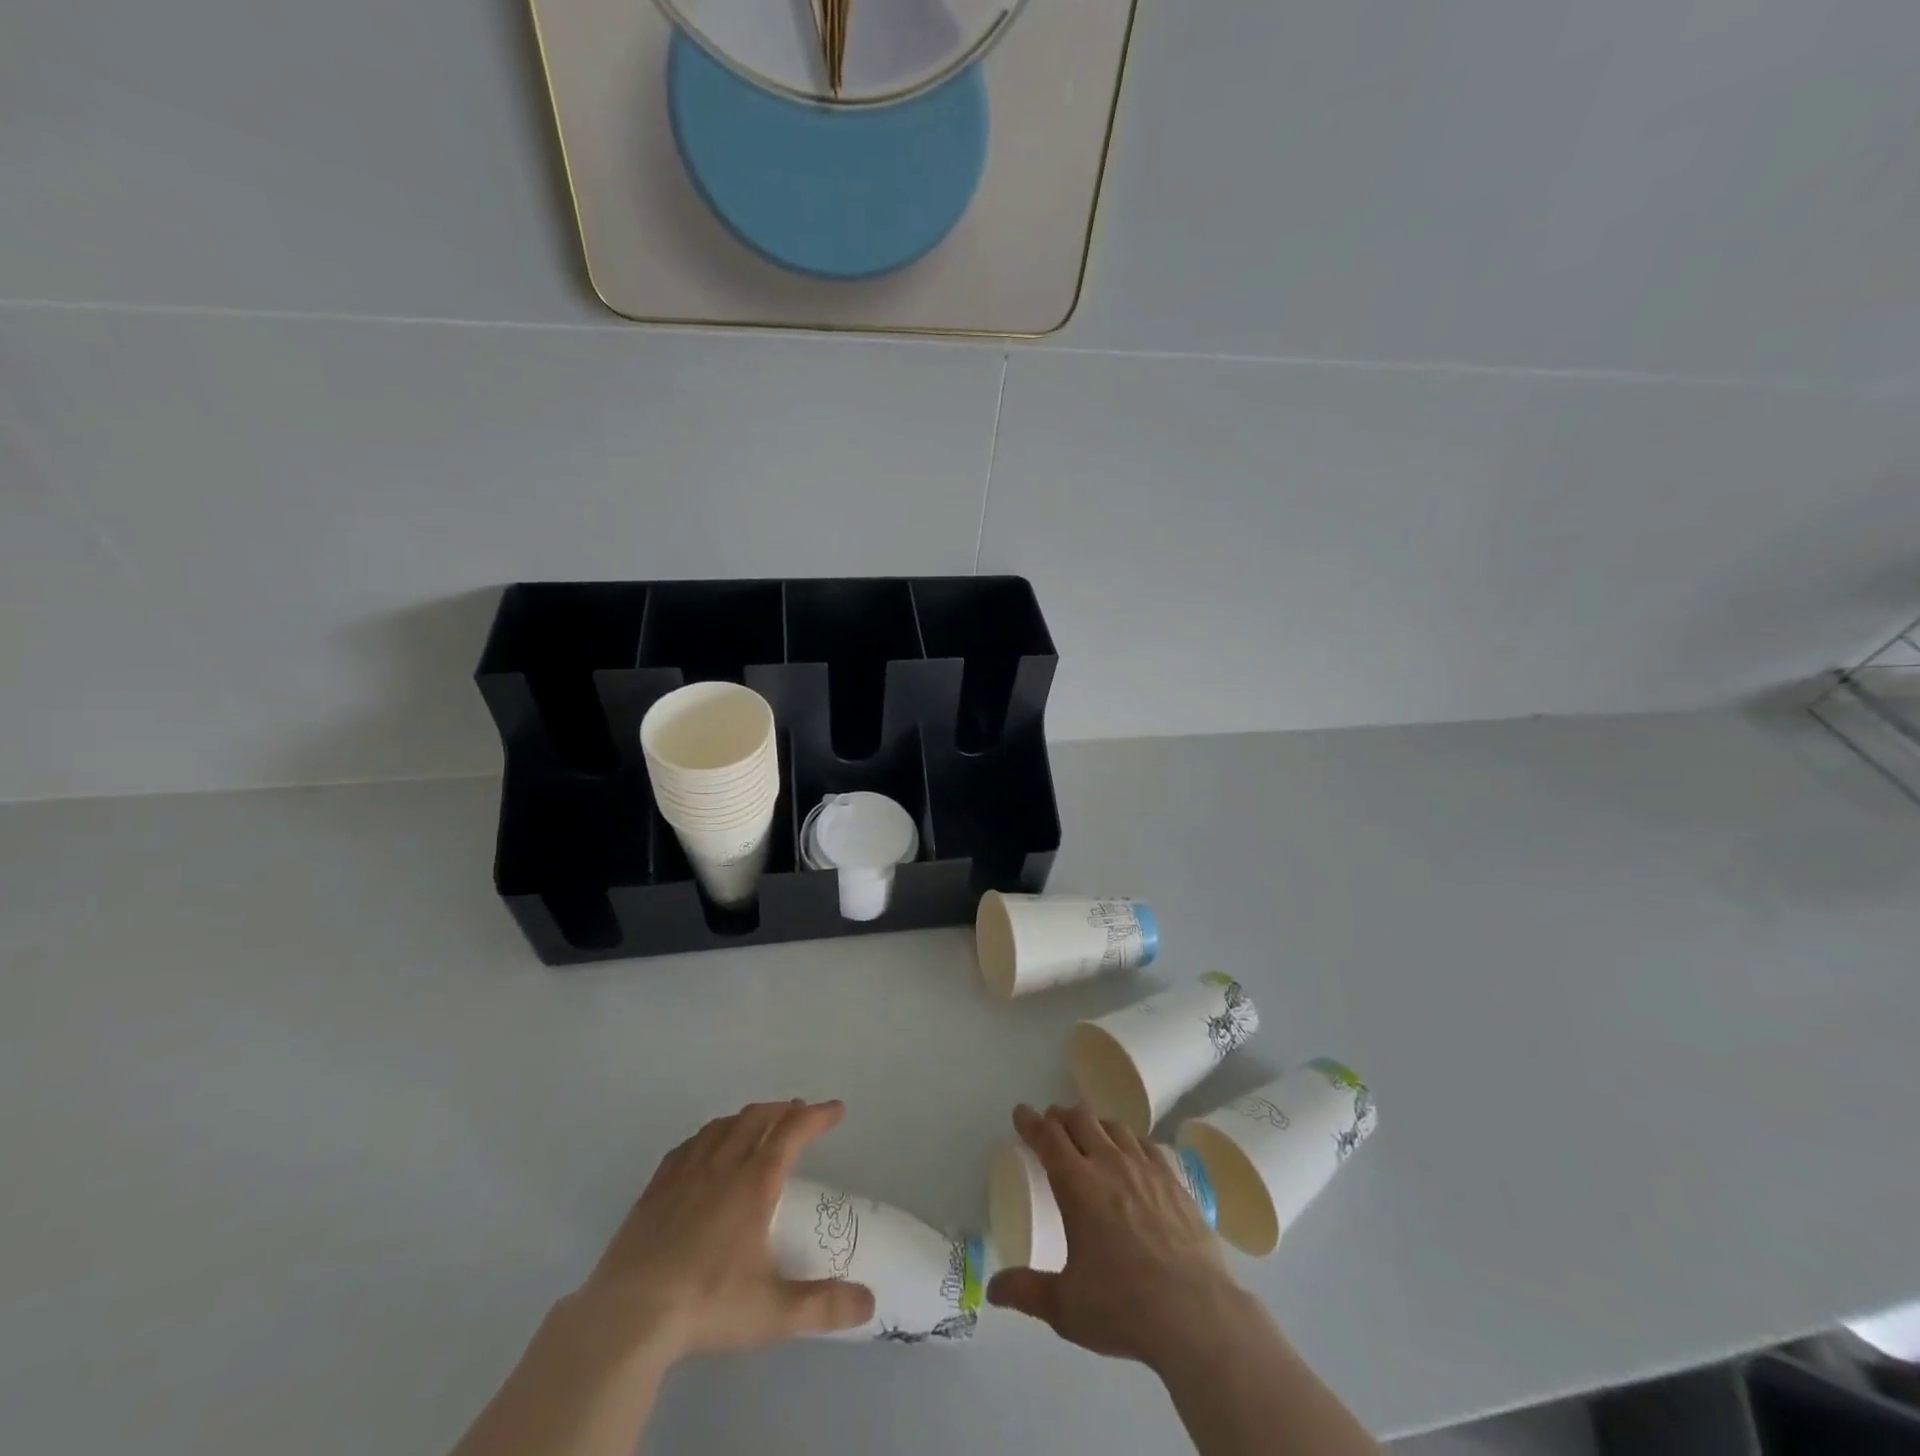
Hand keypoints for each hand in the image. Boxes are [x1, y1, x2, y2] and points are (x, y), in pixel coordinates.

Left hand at [573, 1099, 875, 1361]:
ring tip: (759, 1123)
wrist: (629, 1316)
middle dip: (783, 1110)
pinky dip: (710, 1134)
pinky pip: (690, 1144)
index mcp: (755, 1181)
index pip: (793, 1131)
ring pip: (723, 1125)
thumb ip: (823, 1306)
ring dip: (748, 1117)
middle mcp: (723, 1164)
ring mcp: (686, 1171)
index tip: (836, 1109)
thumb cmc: (707, 1303)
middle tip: (800, 1112)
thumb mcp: (773, 1312)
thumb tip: (869, 1304)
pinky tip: (707, 1147)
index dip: (817, 1115)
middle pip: (758, 1117)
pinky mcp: (656, 1187)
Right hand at [986, 1103, 1254, 1371]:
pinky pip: (1146, 1144)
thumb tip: (993, 1289)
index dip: (1030, 1121)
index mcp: (1077, 1185)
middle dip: (1061, 1116)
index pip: (1048, 1137)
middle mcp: (1109, 1164)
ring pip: (1114, 1126)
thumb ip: (1026, 1292)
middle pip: (1080, 1119)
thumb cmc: (1123, 1307)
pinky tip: (1131, 1152)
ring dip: (1095, 1123)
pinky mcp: (1174, 1181)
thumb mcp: (1065, 1307)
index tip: (1021, 1112)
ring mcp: (1146, 1169)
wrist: (1195, 1315)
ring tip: (1089, 1133)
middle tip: (1052, 1123)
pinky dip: (1130, 1139)